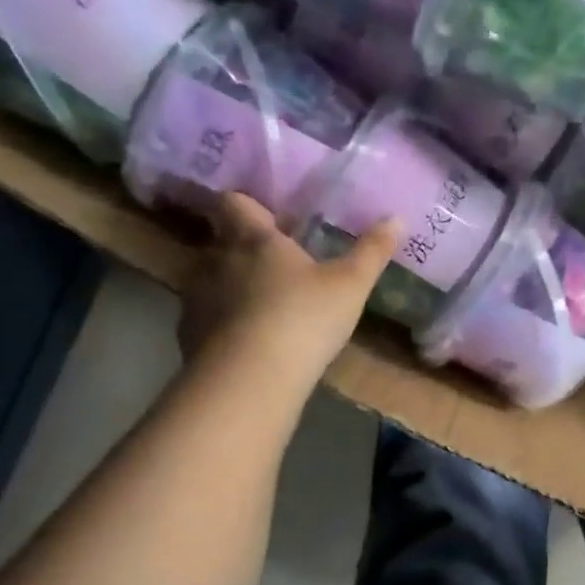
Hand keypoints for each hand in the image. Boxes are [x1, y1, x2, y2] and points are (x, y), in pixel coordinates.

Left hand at [177, 192, 396, 390]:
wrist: (249, 380)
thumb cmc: (303, 318)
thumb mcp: (351, 285)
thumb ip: (372, 251)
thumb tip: (395, 218)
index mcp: (254, 239)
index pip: (235, 203)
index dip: (249, 206)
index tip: (269, 218)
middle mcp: (217, 260)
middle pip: (222, 241)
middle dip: (244, 249)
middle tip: (276, 266)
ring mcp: (197, 299)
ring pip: (211, 280)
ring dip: (232, 287)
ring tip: (263, 307)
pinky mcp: (188, 336)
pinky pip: (205, 318)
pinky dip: (223, 324)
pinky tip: (248, 344)